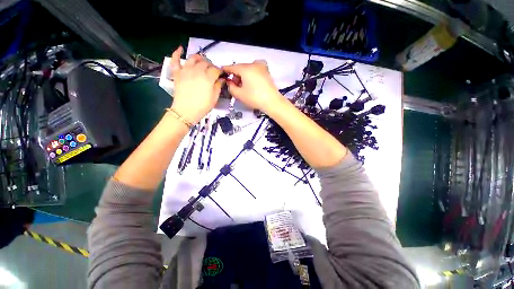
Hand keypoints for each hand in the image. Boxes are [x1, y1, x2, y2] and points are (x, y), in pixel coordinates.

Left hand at [169, 46, 223, 123]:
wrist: (186, 111)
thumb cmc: (202, 106)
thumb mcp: (214, 98)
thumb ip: (218, 86)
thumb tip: (221, 79)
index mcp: (208, 77)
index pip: (216, 70)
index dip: (220, 72)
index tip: (222, 75)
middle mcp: (197, 70)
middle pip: (206, 63)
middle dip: (211, 65)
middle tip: (213, 71)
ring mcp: (186, 70)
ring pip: (193, 58)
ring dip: (199, 58)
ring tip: (202, 61)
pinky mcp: (177, 73)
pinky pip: (175, 60)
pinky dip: (177, 53)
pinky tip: (180, 48)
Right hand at [222, 60, 283, 113]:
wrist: (272, 102)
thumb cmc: (255, 98)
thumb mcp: (239, 95)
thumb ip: (231, 87)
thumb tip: (230, 82)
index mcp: (245, 68)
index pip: (232, 67)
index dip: (225, 70)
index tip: (222, 74)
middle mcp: (253, 64)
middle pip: (240, 67)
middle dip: (236, 75)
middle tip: (234, 85)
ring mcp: (261, 67)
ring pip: (248, 68)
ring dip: (243, 74)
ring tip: (244, 85)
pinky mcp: (267, 72)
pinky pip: (256, 69)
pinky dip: (251, 73)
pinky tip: (252, 81)